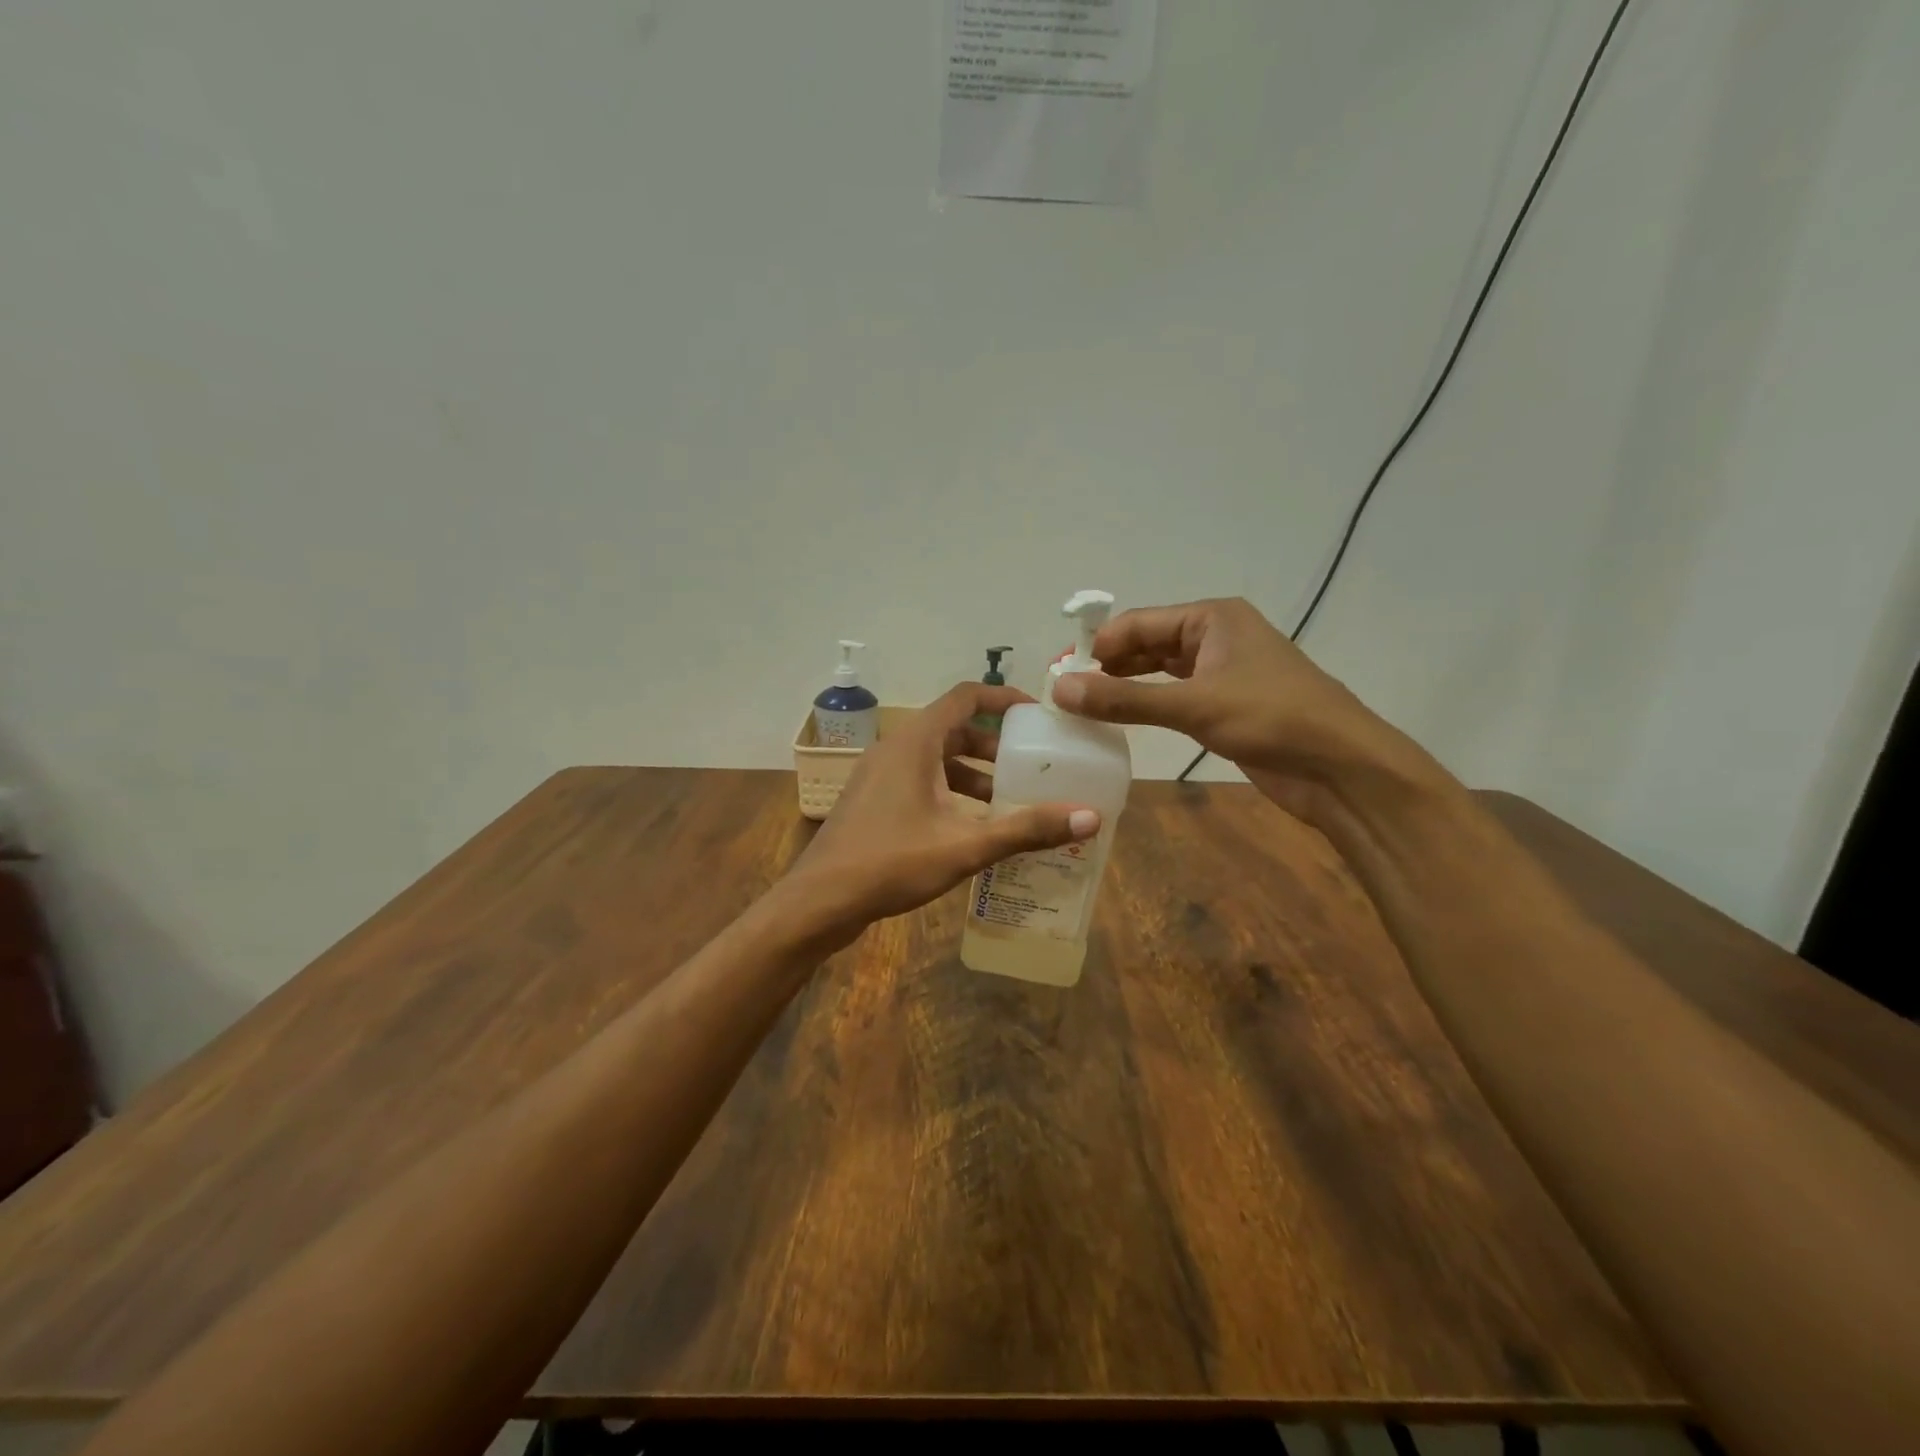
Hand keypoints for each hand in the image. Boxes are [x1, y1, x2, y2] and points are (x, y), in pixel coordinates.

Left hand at [788, 683, 1099, 934]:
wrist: (819, 901)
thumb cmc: (891, 862)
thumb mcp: (965, 846)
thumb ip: (1026, 829)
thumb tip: (1090, 817)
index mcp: (915, 742)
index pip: (965, 697)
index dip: (1004, 698)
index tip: (1038, 715)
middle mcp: (896, 748)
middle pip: (954, 729)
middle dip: (995, 745)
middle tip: (1032, 765)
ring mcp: (880, 775)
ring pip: (937, 760)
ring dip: (974, 775)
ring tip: (1011, 802)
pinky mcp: (874, 801)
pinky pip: (921, 782)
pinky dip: (951, 793)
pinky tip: (973, 828)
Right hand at [1049, 597, 1442, 821]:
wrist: (1341, 768)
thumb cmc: (1271, 719)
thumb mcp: (1193, 705)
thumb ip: (1124, 699)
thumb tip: (1059, 690)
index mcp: (1212, 618)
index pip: (1139, 622)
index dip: (1099, 645)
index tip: (1060, 673)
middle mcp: (1216, 637)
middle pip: (1148, 644)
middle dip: (1109, 665)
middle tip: (1067, 693)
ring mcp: (1223, 672)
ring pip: (1160, 672)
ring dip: (1126, 686)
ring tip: (1084, 707)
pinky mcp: (1226, 706)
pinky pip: (1175, 697)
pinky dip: (1147, 705)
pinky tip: (1122, 720)